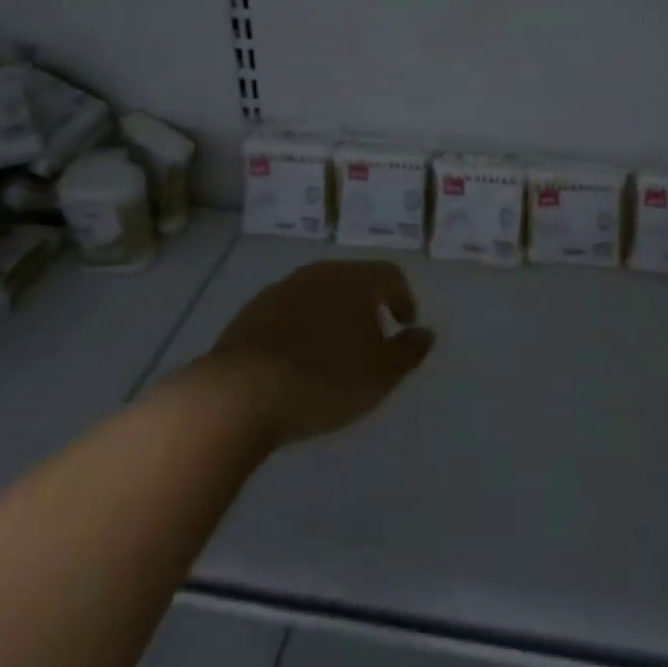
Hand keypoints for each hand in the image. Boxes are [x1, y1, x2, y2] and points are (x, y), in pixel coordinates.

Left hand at [206, 260, 434, 449]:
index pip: (390, 275)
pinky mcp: (251, 312)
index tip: (404, 328)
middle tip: (372, 342)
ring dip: (332, 317)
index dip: (404, 299)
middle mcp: (319, 273)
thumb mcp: (380, 374)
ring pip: (319, 294)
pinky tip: (296, 360)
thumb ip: (408, 351)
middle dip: (367, 307)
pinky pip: (289, 312)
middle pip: (354, 280)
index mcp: (355, 279)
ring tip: (333, 354)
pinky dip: (302, 328)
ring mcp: (281, 289)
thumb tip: (426, 333)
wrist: (240, 392)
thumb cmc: (324, 379)